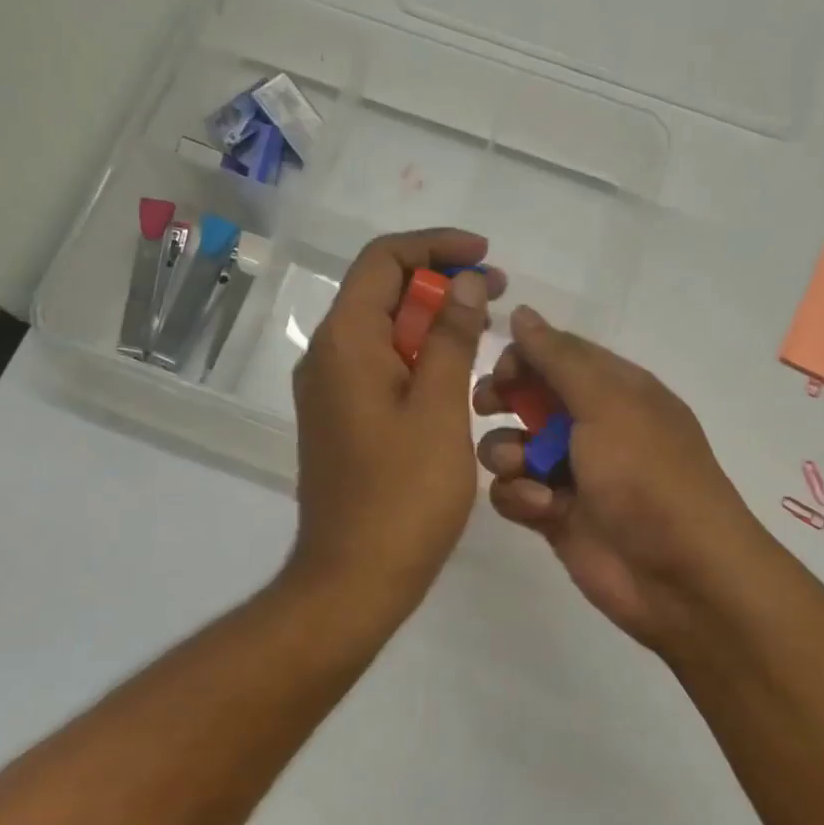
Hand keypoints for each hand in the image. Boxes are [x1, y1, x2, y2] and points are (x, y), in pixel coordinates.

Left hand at [288, 229, 504, 615]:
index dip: (435, 245)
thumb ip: (451, 338)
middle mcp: (326, 355)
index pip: (383, 260)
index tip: (484, 256)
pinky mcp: (339, 418)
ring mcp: (328, 389)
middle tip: (496, 292)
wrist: (353, 578)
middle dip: (439, 281)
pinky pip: (376, 365)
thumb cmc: (403, 495)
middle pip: (380, 291)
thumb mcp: (439, 409)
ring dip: (430, 319)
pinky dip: (415, 353)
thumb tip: (465, 283)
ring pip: (380, 329)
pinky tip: (454, 370)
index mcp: (345, 341)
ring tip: (484, 326)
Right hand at [473, 306, 774, 653]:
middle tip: (488, 407)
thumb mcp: (608, 403)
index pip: (557, 355)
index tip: (500, 371)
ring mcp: (571, 472)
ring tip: (525, 470)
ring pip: (512, 446)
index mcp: (615, 390)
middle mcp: (591, 426)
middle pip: (528, 397)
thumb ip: (559, 358)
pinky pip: (513, 492)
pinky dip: (519, 496)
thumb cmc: (647, 475)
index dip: (523, 357)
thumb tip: (522, 313)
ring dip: (507, 453)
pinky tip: (540, 508)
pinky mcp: (553, 515)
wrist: (680, 575)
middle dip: (503, 399)